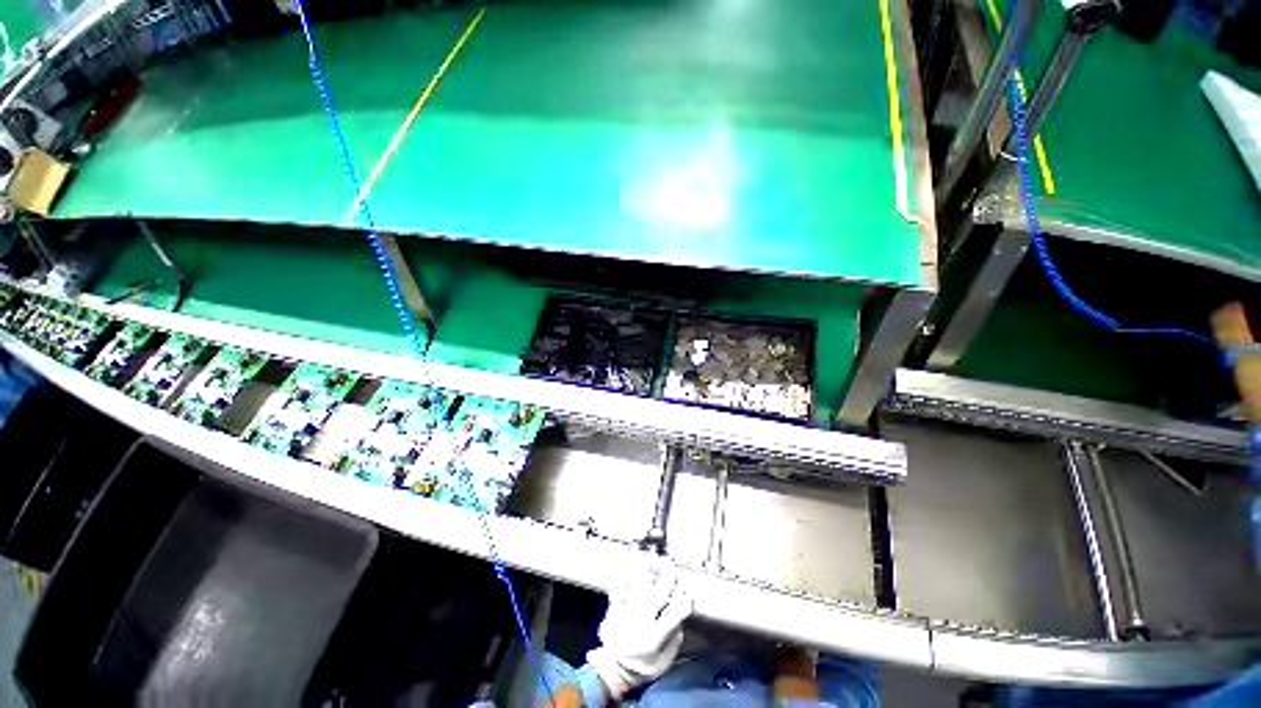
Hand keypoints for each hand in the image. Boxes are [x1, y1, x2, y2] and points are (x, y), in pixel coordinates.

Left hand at [586, 560, 692, 699]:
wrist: (613, 669)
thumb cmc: (641, 667)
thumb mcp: (662, 663)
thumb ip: (673, 643)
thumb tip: (680, 621)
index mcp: (654, 637)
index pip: (674, 615)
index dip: (684, 603)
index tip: (689, 596)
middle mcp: (641, 621)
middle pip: (658, 594)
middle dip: (668, 579)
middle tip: (673, 569)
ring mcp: (626, 612)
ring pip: (638, 586)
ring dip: (648, 571)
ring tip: (653, 559)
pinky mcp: (615, 607)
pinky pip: (619, 587)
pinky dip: (626, 576)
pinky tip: (631, 567)